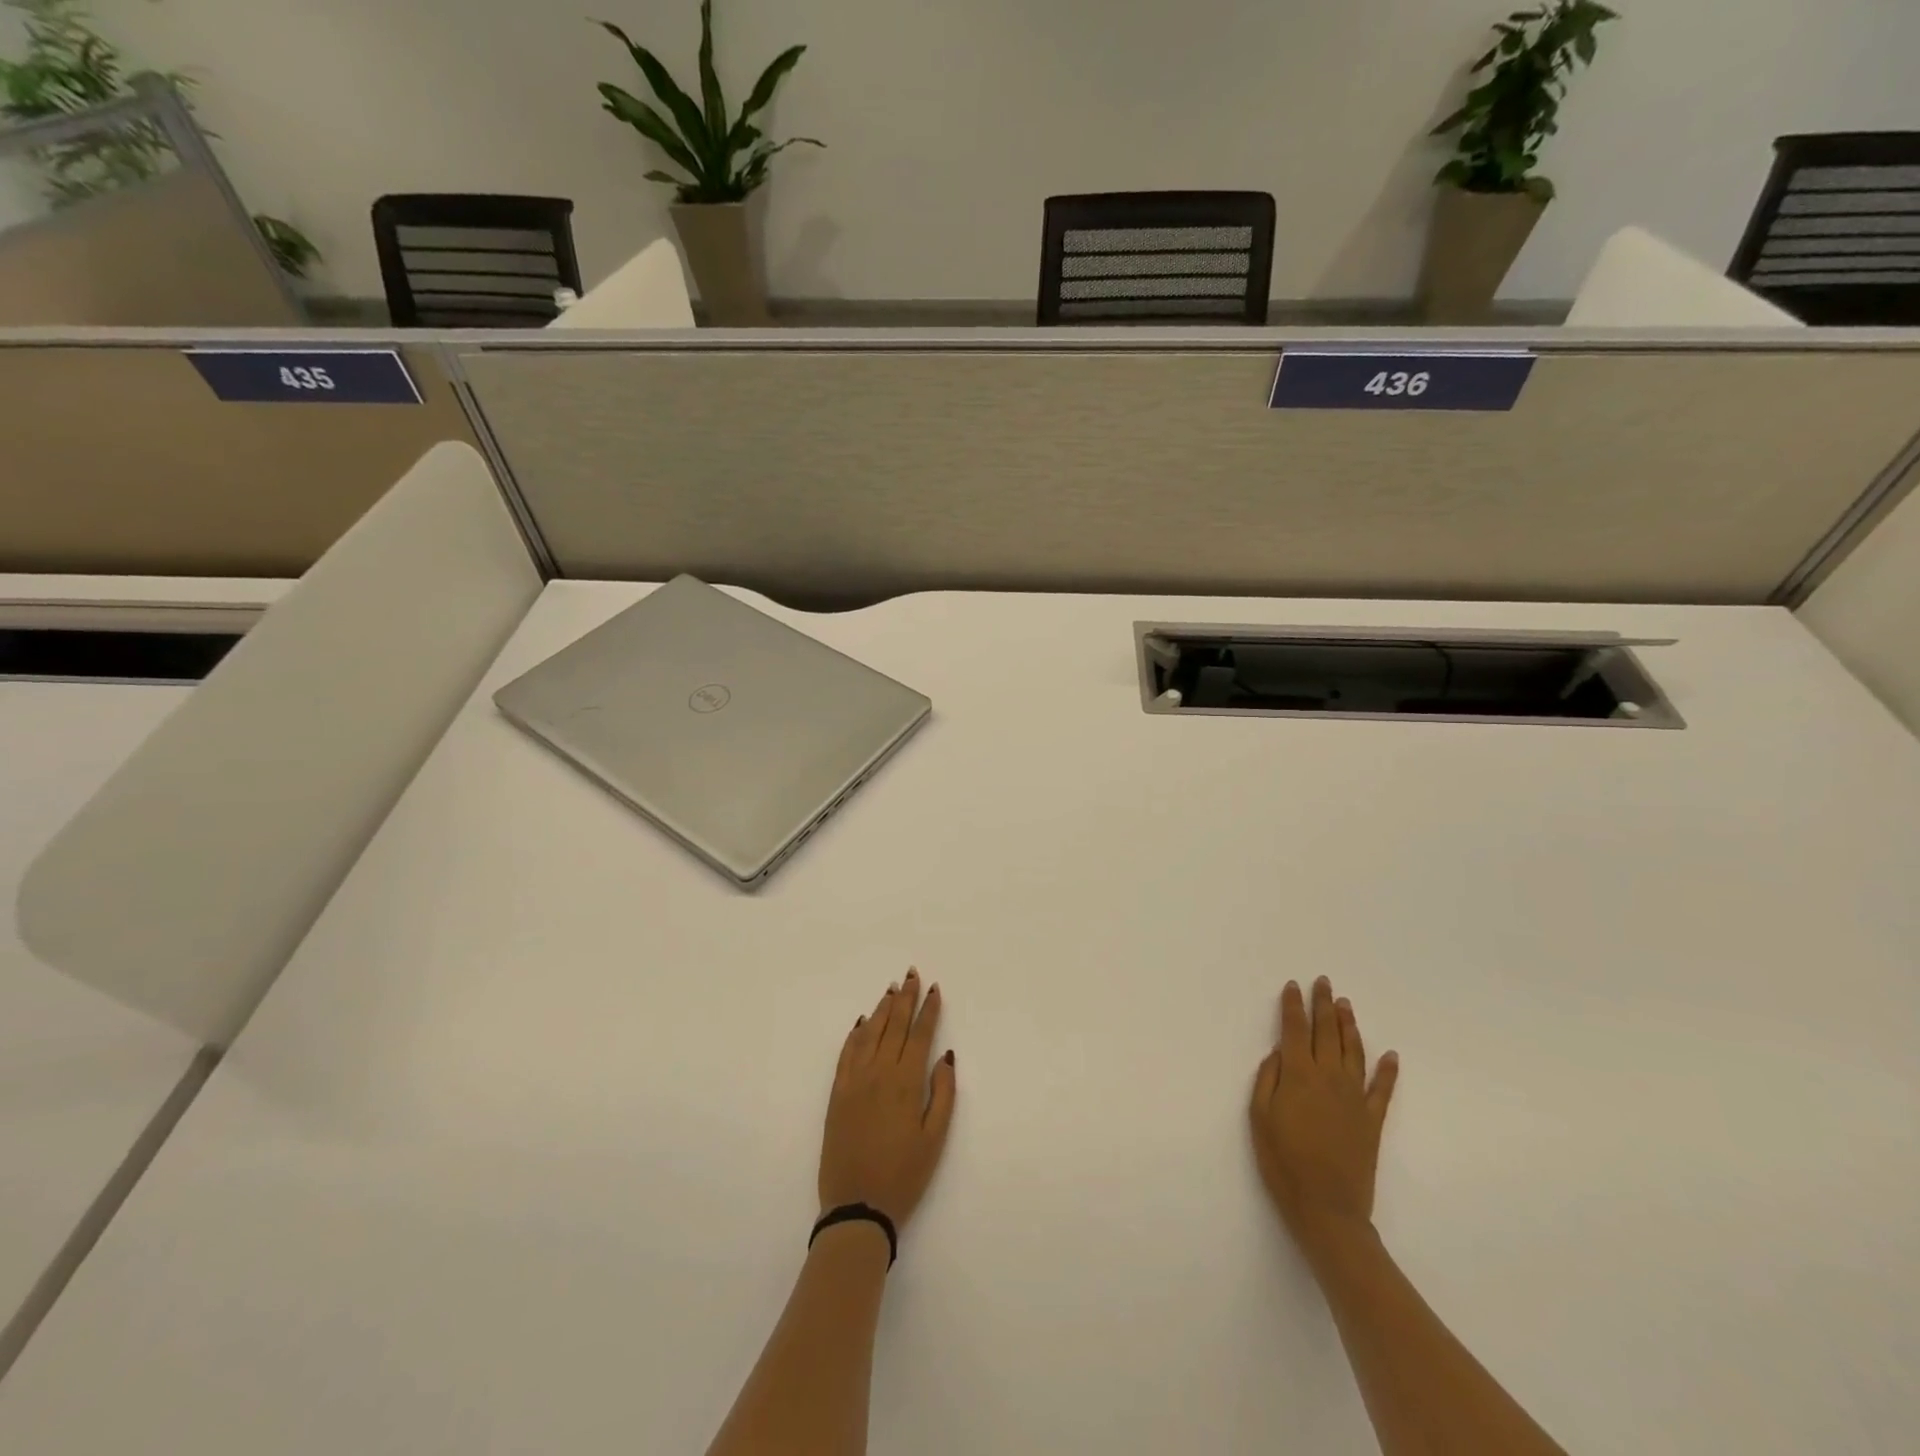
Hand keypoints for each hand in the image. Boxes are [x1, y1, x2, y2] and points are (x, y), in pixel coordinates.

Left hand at [819, 969, 956, 1229]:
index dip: (928, 1010)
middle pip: (895, 1026)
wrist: (857, 1206)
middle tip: (911, 975)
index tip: (934, 989)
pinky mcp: (836, 1094)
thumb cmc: (904, 1175)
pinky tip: (862, 1023)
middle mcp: (879, 1072)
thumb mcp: (935, 1138)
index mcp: (906, 1082)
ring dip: (882, 1009)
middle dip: (905, 998)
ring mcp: (854, 1081)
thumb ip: (943, 1093)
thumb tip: (945, 1055)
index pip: (920, 1034)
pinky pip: (846, 1053)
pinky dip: (856, 1034)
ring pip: (870, 1033)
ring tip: (892, 990)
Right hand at [1250, 976, 1398, 1260]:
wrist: (1328, 1209)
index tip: (1293, 986)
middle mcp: (1329, 1077)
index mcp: (1298, 1075)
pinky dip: (1387, 1070)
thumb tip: (1279, 1053)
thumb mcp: (1259, 1118)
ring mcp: (1354, 1097)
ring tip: (1345, 1005)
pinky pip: (1382, 1089)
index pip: (1295, 1030)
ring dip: (1349, 1025)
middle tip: (1324, 982)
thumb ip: (1267, 1080)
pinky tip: (1390, 1055)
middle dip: (1323, 1005)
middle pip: (1326, 1032)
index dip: (1294, 1006)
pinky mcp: (1372, 1120)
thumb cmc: (1283, 1162)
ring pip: (1353, 1051)